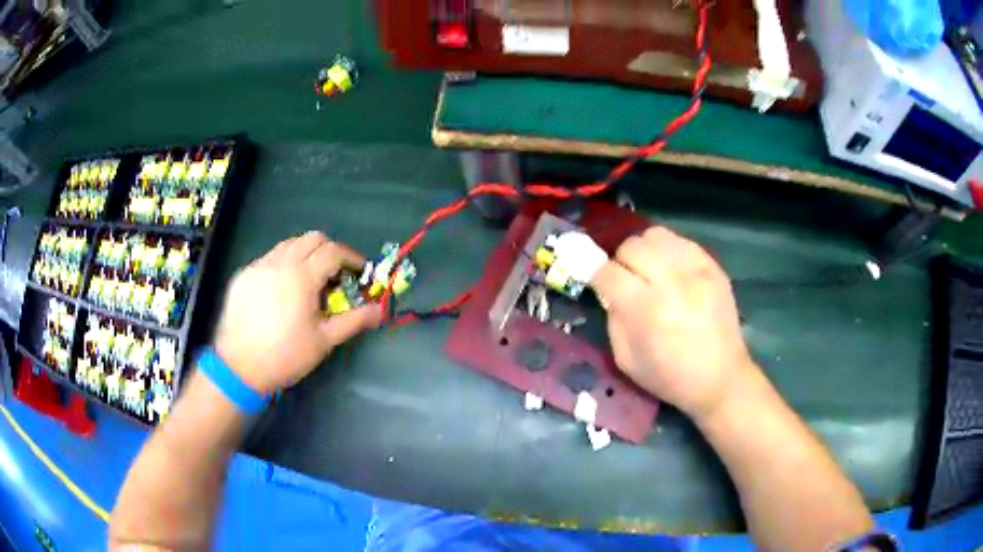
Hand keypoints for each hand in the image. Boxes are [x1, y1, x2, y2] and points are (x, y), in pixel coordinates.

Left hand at [213, 232, 380, 393]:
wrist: (239, 366)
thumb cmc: (286, 355)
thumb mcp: (324, 340)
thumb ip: (354, 320)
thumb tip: (379, 310)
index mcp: (302, 276)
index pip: (334, 251)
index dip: (352, 257)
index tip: (360, 271)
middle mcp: (280, 262)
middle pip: (312, 238)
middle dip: (330, 250)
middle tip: (336, 274)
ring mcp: (259, 266)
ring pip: (289, 244)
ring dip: (306, 253)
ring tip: (309, 279)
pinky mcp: (244, 275)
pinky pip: (270, 258)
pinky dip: (284, 263)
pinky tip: (283, 289)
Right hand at [590, 226, 756, 420]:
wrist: (721, 378)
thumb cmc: (670, 377)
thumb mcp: (626, 360)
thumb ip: (613, 319)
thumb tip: (609, 290)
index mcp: (646, 310)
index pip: (608, 272)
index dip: (596, 275)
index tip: (597, 283)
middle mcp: (672, 282)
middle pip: (631, 247)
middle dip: (621, 262)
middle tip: (627, 280)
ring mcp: (696, 270)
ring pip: (655, 235)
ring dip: (644, 251)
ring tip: (649, 270)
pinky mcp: (713, 266)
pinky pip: (680, 240)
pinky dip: (668, 251)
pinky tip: (671, 270)